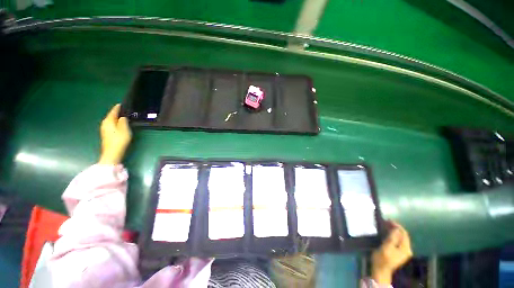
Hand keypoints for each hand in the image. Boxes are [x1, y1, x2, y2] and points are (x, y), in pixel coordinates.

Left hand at [98, 104, 131, 164]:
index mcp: (108, 121)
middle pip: (111, 116)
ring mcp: (104, 129)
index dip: (118, 107)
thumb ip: (123, 121)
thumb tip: (123, 117)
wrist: (112, 153)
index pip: (113, 111)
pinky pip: (111, 125)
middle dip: (117, 113)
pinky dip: (116, 123)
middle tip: (125, 110)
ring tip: (124, 117)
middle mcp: (104, 123)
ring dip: (117, 118)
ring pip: (111, 121)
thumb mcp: (124, 129)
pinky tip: (120, 125)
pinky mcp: (106, 134)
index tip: (122, 104)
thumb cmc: (119, 140)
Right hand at [371, 221, 412, 284]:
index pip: (404, 233)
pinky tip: (387, 233)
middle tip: (385, 222)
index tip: (388, 220)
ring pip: (400, 237)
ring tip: (385, 225)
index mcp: (405, 248)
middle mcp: (407, 249)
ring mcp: (403, 252)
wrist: (381, 270)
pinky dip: (393, 235)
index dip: (397, 226)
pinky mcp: (398, 252)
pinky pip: (398, 241)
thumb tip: (396, 228)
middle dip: (395, 227)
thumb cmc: (383, 258)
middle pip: (403, 235)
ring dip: (394, 231)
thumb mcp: (387, 247)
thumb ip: (392, 238)